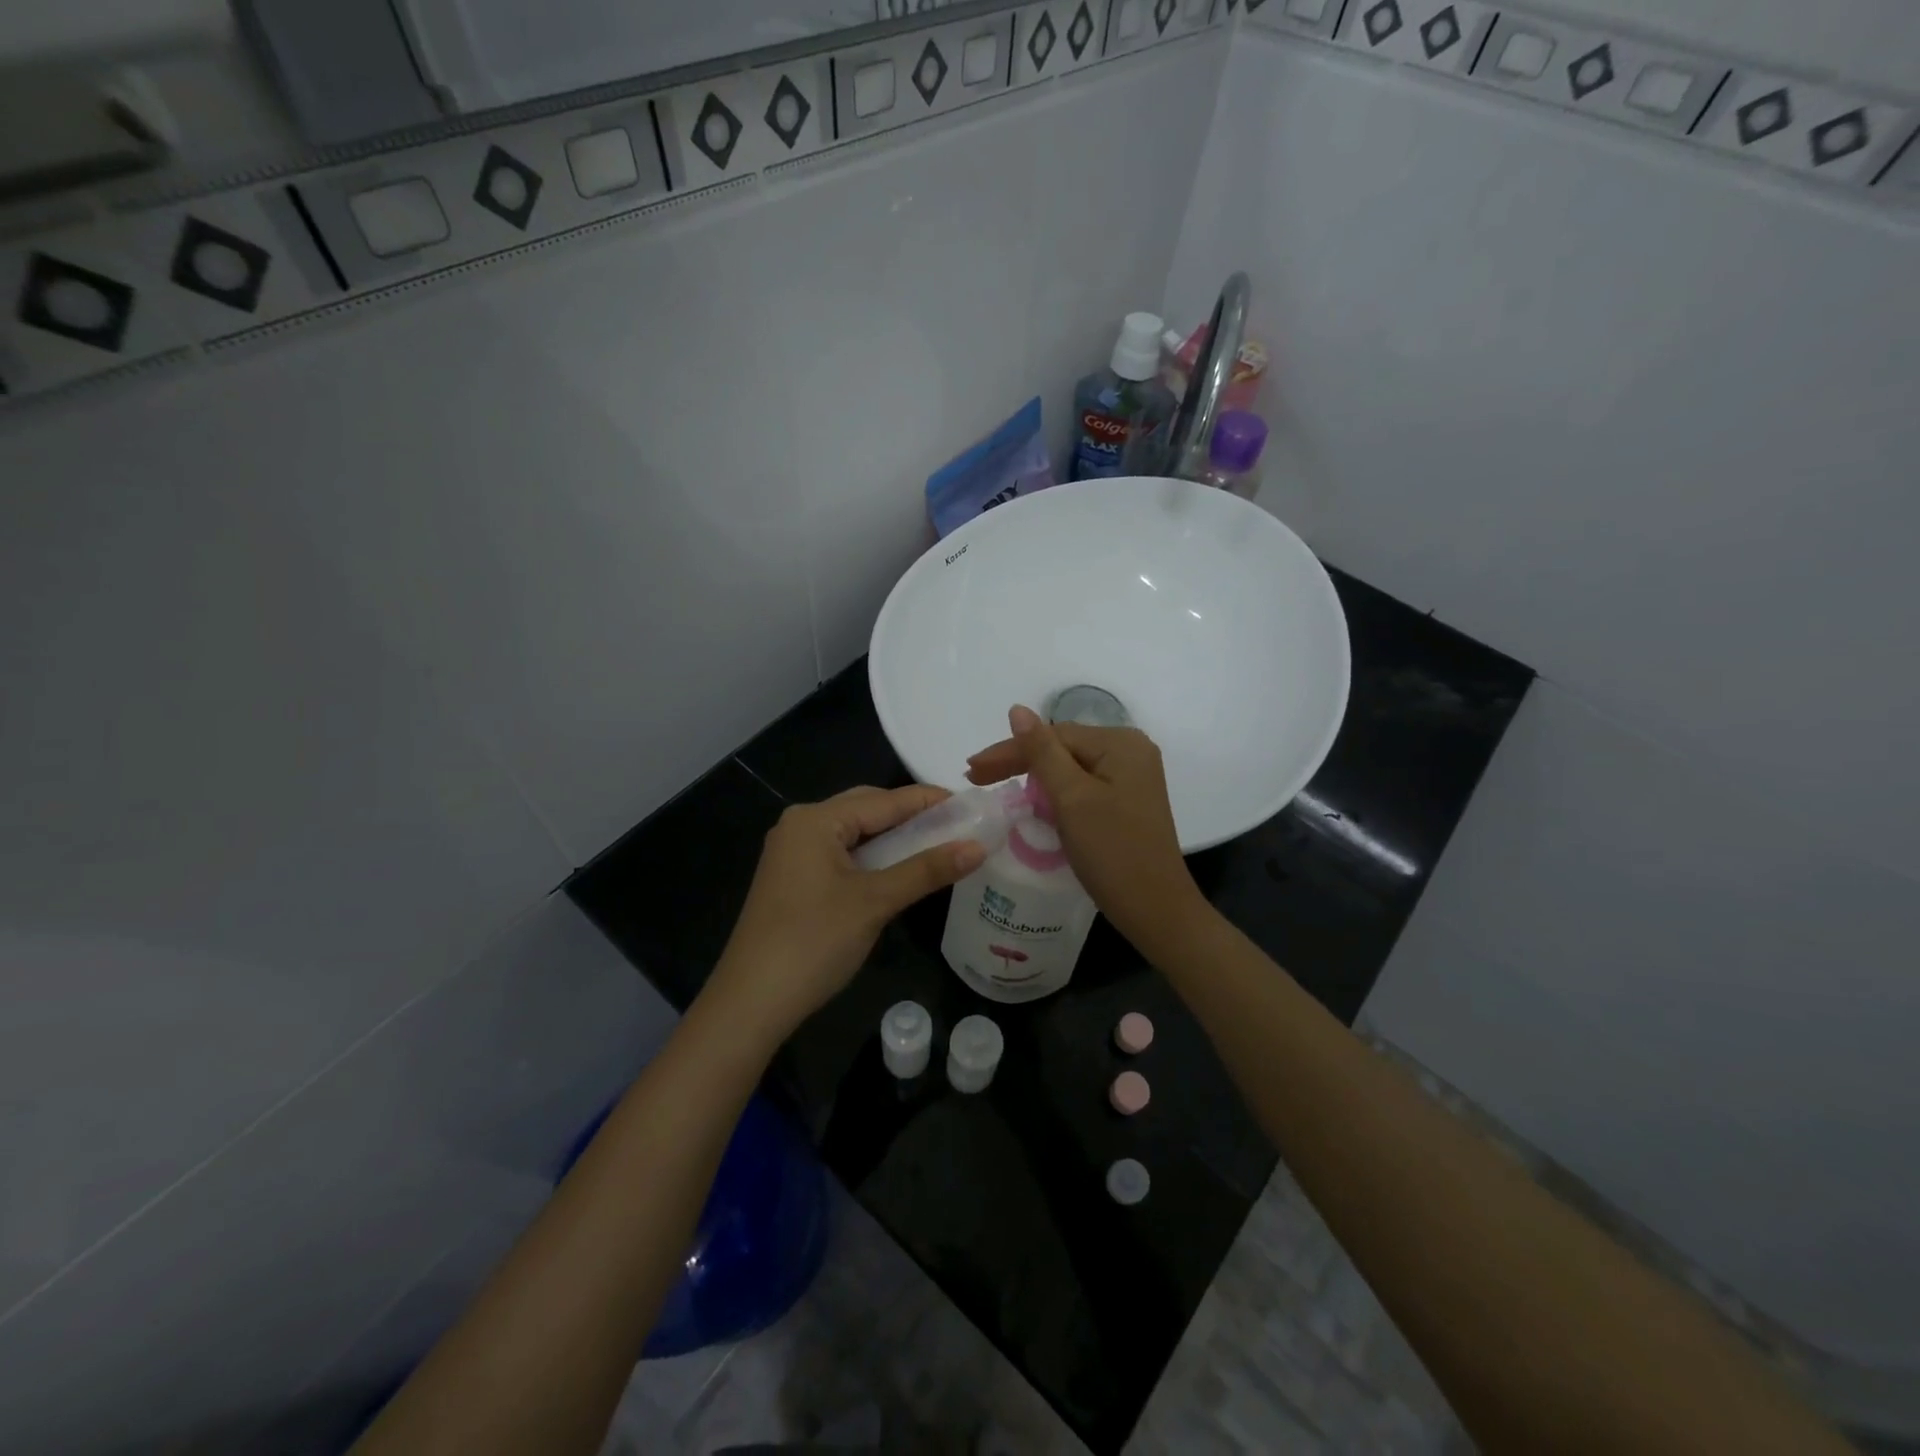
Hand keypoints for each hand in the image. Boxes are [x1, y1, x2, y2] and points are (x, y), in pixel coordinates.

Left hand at [704, 785, 985, 1045]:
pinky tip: (899, 869)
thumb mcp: (875, 902)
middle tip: (958, 826)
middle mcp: (800, 825)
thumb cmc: (814, 942)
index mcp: (815, 820)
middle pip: (866, 809)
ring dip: (893, 838)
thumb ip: (927, 870)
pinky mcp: (793, 879)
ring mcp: (793, 853)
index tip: (971, 804)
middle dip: (911, 817)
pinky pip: (842, 854)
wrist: (751, 1003)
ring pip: (854, 833)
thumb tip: (978, 846)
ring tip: (938, 845)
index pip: (884, 800)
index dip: (929, 801)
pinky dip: (873, 858)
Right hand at [966, 706, 1205, 953]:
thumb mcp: (1071, 798)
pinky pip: (1082, 787)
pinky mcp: (1127, 802)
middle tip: (976, 777)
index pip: (1053, 735)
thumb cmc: (1112, 851)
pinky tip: (1034, 804)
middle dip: (1019, 762)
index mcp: (1120, 743)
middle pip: (1062, 748)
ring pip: (1070, 768)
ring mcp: (1132, 778)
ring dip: (1034, 778)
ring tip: (997, 788)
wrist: (1155, 910)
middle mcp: (1131, 752)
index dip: (1009, 750)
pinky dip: (1056, 795)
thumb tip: (1017, 709)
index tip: (971, 769)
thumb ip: (1041, 752)